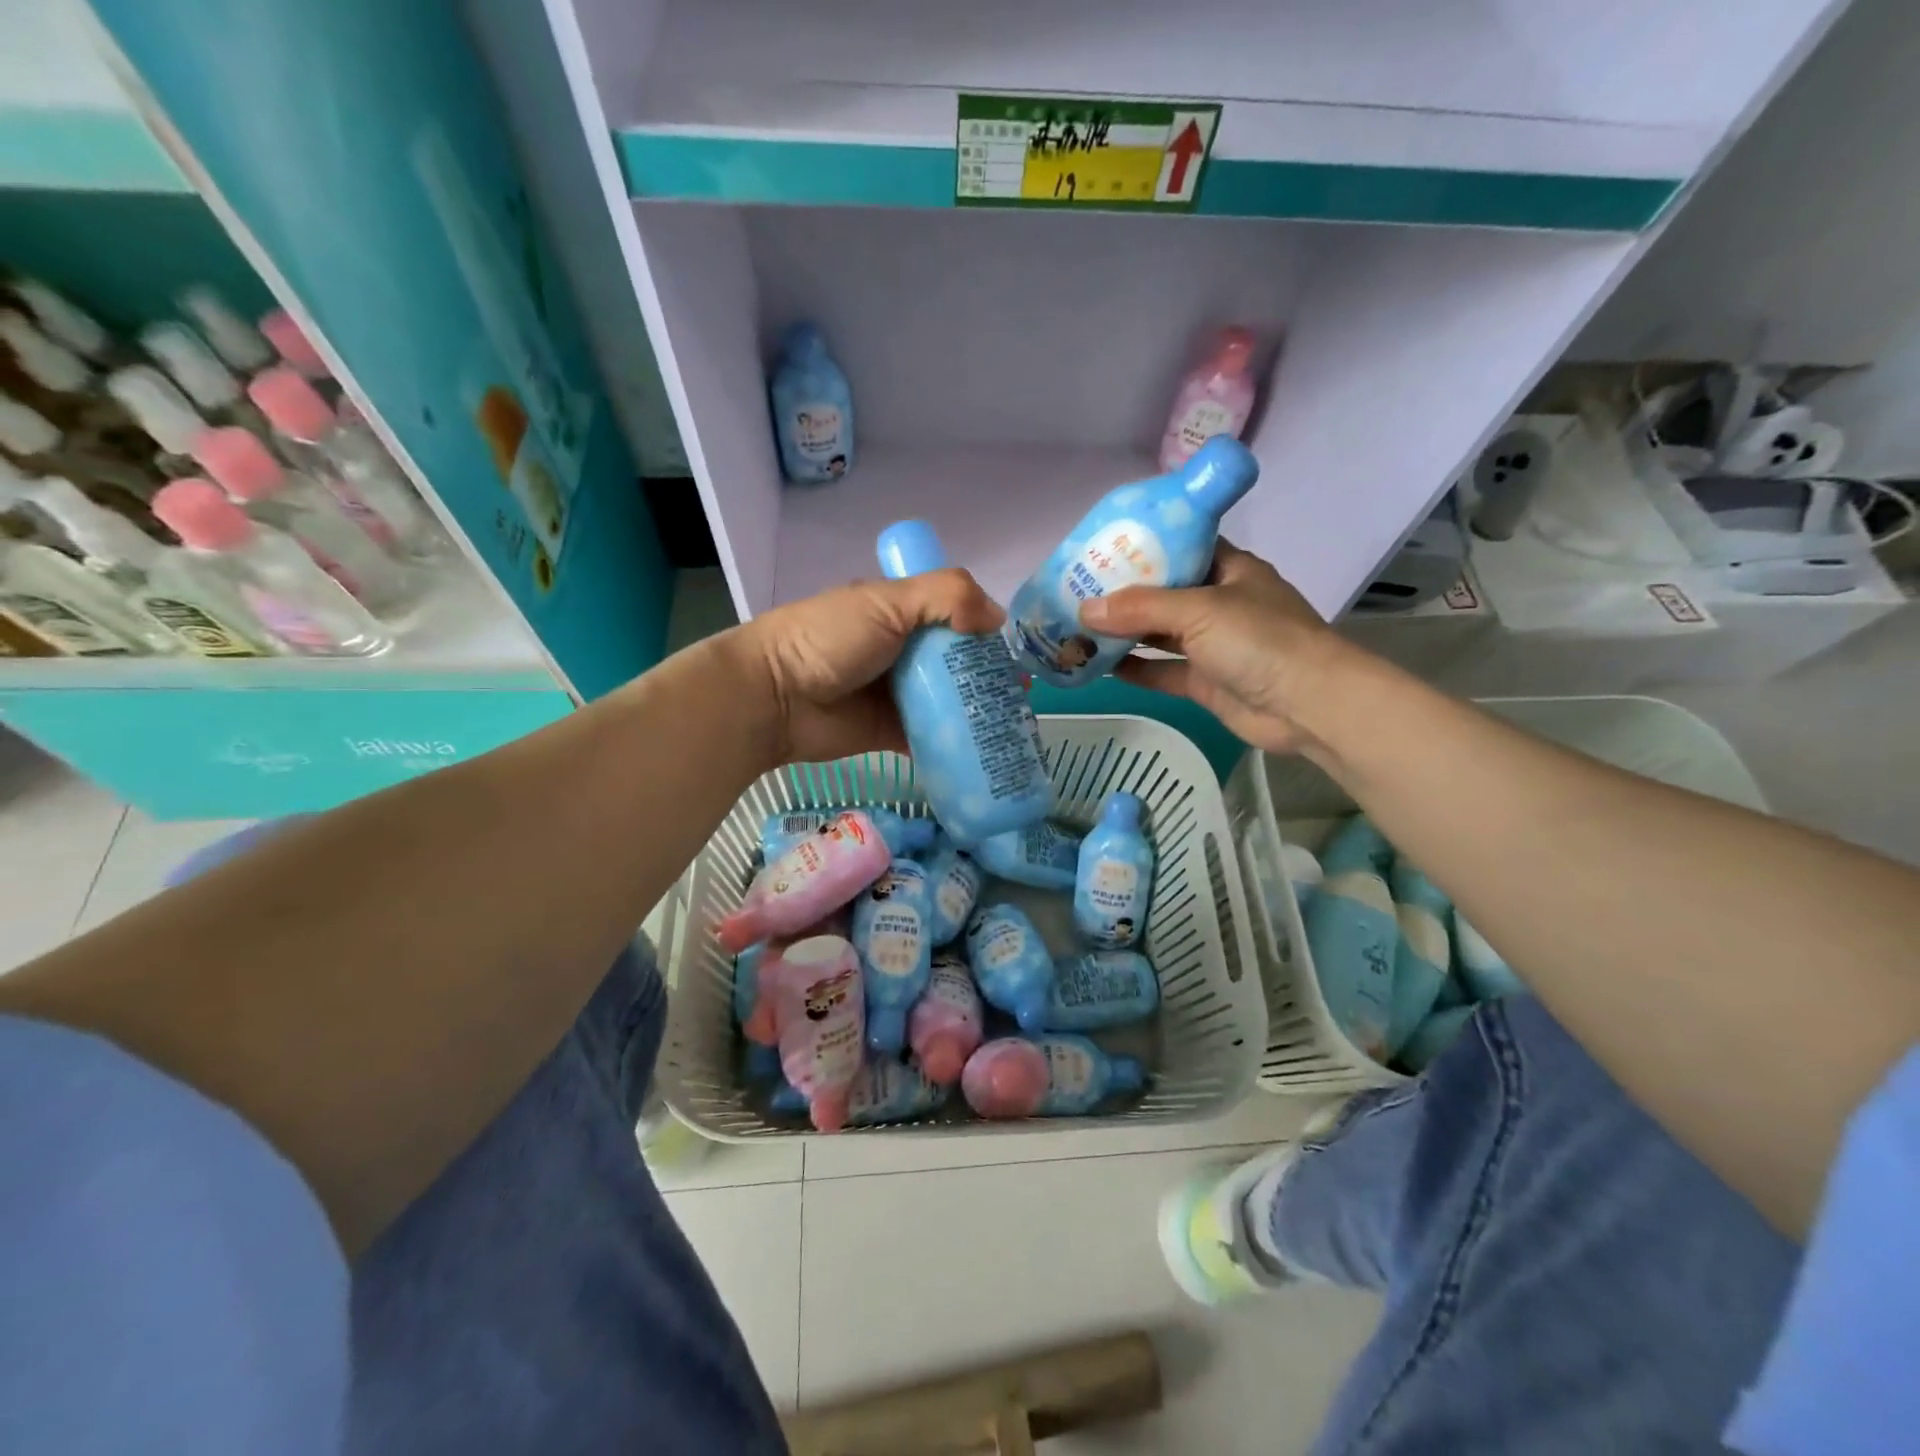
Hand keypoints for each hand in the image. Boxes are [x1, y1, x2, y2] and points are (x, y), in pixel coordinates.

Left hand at [726, 570, 1005, 765]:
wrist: (775, 697)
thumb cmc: (830, 638)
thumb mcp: (887, 601)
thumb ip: (946, 596)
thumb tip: (998, 618)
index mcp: (902, 614)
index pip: (956, 618)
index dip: (986, 634)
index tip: (1016, 654)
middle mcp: (904, 653)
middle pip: (957, 665)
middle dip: (989, 680)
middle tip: (1024, 698)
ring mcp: (898, 696)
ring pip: (948, 704)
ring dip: (978, 714)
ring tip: (1016, 728)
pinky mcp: (892, 734)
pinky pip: (931, 740)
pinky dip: (955, 746)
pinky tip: (986, 753)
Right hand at [1078, 541, 1347, 756]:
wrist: (1308, 706)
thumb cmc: (1260, 640)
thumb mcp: (1199, 610)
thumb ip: (1140, 607)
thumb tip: (1084, 609)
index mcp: (1228, 569)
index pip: (1180, 546)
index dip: (1142, 546)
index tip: (1100, 548)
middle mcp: (1219, 602)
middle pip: (1163, 592)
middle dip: (1122, 593)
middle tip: (1075, 590)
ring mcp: (1213, 645)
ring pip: (1159, 633)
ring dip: (1123, 632)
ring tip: (1077, 627)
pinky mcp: (1206, 681)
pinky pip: (1162, 670)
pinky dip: (1135, 668)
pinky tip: (1099, 665)